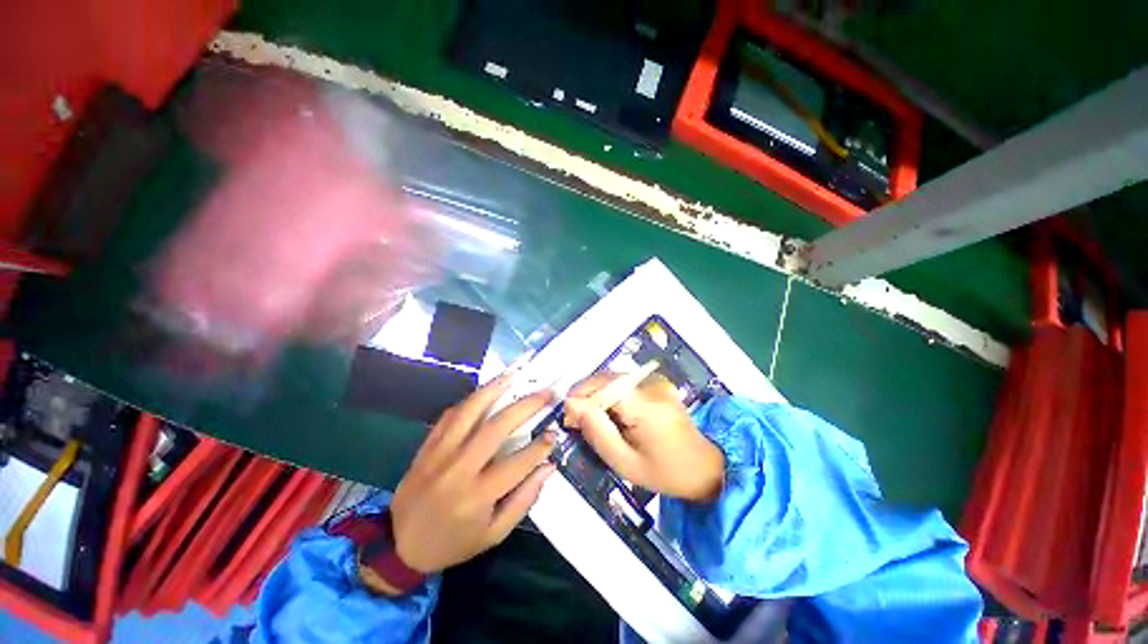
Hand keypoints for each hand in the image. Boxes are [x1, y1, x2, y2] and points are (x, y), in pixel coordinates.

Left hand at [389, 373, 555, 573]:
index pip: (517, 463)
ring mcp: (439, 453)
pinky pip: (450, 415)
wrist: (399, 546)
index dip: (540, 446)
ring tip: (515, 375)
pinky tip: (486, 391)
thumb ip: (523, 500)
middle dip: (525, 406)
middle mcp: (458, 469)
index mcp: (477, 496)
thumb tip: (548, 467)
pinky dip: (470, 400)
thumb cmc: (453, 542)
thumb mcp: (493, 534)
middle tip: (546, 393)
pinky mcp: (427, 446)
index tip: (554, 432)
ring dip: (494, 389)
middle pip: (496, 428)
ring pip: (470, 412)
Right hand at [563, 373, 723, 502]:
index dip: (582, 397)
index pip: (605, 387)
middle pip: (608, 378)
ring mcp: (657, 381)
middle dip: (586, 394)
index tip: (567, 417)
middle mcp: (652, 386)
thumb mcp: (624, 462)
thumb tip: (571, 404)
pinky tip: (608, 411)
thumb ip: (596, 431)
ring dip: (597, 393)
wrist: (704, 466)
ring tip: (588, 417)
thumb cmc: (664, 472)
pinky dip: (610, 393)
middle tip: (574, 419)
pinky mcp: (657, 382)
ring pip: (614, 378)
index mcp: (647, 407)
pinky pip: (625, 382)